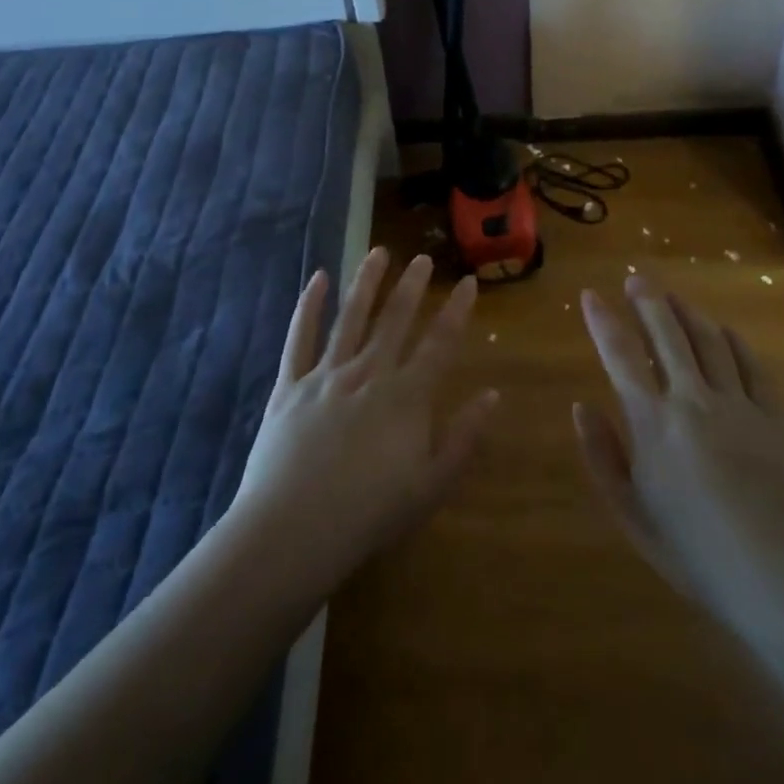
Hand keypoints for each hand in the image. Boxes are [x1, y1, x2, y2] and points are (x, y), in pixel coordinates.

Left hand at [228, 247, 498, 596]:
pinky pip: (301, 337)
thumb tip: (493, 395)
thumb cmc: (369, 515)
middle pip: (396, 320)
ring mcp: (327, 375)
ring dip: (367, 282)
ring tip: (379, 252)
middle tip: (422, 257)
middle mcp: (369, 374)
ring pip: (352, 317)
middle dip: (412, 286)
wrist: (293, 531)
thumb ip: (464, 439)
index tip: (467, 282)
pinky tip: (318, 277)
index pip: (440, 343)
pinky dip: (310, 305)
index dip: (457, 310)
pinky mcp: (291, 384)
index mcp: (406, 397)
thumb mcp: (430, 487)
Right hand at [573, 277, 783, 621]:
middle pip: (667, 334)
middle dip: (648, 301)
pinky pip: (753, 367)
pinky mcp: (777, 417)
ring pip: (709, 341)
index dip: (603, 321)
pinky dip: (735, 343)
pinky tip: (727, 332)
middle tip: (637, 279)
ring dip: (688, 313)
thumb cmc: (697, 555)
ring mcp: (739, 405)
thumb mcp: (632, 515)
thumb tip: (581, 406)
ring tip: (674, 296)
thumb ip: (603, 457)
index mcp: (652, 423)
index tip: (590, 295)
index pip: (620, 355)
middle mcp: (693, 400)